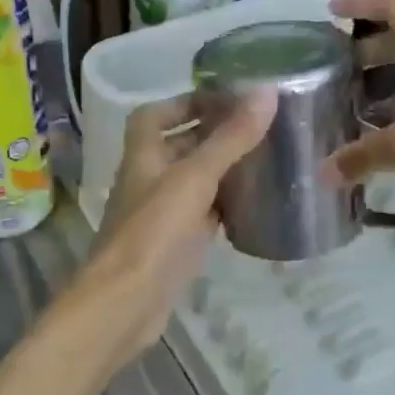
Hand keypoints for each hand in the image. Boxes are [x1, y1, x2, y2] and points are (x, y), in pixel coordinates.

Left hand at [63, 90, 274, 365]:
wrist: (127, 302)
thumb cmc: (154, 233)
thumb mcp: (194, 178)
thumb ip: (230, 139)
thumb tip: (267, 92)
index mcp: (142, 156)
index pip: (153, 116)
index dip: (184, 102)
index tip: (223, 98)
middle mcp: (147, 181)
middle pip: (177, 148)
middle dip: (212, 135)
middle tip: (258, 128)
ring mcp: (160, 216)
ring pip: (192, 184)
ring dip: (221, 171)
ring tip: (264, 160)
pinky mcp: (174, 246)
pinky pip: (202, 216)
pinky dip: (223, 207)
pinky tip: (252, 206)